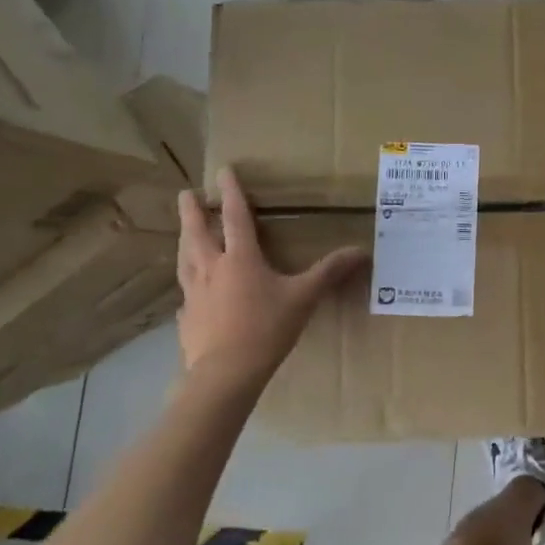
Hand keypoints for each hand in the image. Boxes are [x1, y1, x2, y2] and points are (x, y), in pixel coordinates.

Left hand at [176, 168, 367, 389]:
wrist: (226, 373)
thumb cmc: (266, 328)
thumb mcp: (304, 297)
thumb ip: (329, 272)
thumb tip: (361, 251)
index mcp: (240, 258)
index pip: (234, 217)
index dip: (230, 192)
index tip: (223, 170)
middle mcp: (211, 269)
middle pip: (197, 233)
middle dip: (192, 211)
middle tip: (185, 193)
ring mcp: (193, 294)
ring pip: (184, 259)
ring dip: (184, 241)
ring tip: (183, 233)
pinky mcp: (186, 319)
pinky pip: (185, 295)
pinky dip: (188, 286)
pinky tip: (190, 294)